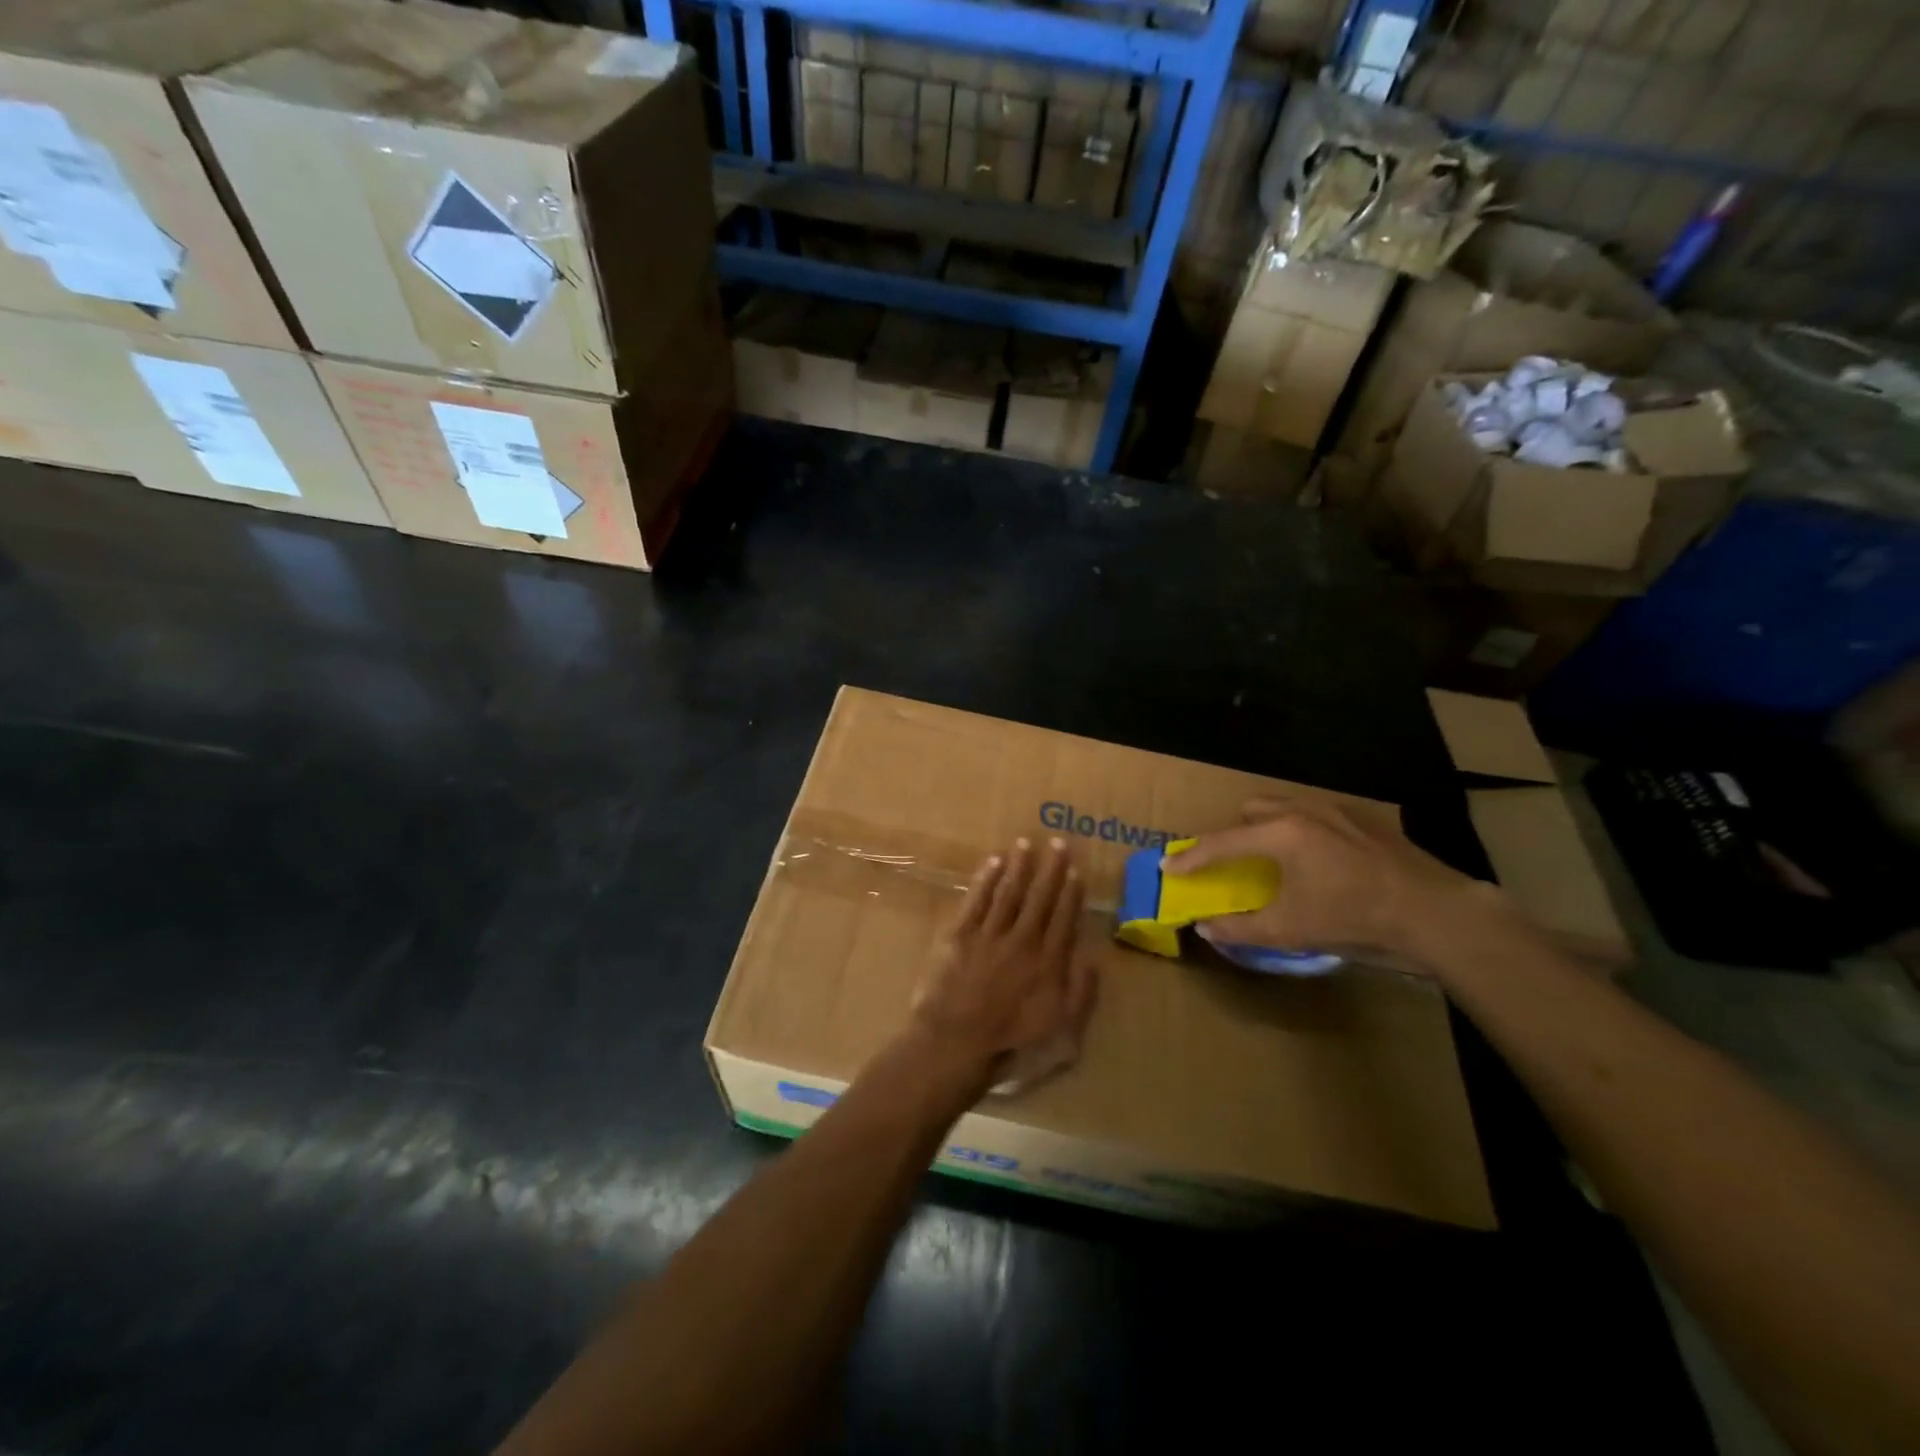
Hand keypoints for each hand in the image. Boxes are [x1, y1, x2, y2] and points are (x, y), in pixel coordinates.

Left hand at [909, 837, 1097, 1098]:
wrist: (955, 1045)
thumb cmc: (1010, 1046)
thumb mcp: (1062, 1034)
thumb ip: (1081, 995)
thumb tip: (1092, 959)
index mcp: (1048, 963)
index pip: (1064, 919)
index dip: (1071, 893)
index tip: (1076, 870)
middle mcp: (1022, 940)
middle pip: (1040, 898)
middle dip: (1051, 869)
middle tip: (1059, 842)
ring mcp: (989, 934)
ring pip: (1008, 891)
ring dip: (1019, 866)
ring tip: (1027, 843)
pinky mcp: (960, 934)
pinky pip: (976, 899)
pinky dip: (986, 879)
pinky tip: (994, 862)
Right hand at [1162, 797, 1506, 968]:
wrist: (1435, 912)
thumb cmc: (1353, 917)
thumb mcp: (1291, 929)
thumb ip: (1241, 927)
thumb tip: (1206, 927)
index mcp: (1279, 834)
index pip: (1221, 843)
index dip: (1191, 858)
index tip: (1168, 867)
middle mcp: (1303, 811)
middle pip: (1253, 810)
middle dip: (1235, 832)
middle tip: (1233, 861)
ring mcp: (1339, 812)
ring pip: (1288, 808)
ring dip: (1270, 829)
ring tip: (1277, 860)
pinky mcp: (1368, 821)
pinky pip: (1320, 817)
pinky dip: (1305, 833)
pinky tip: (1323, 863)